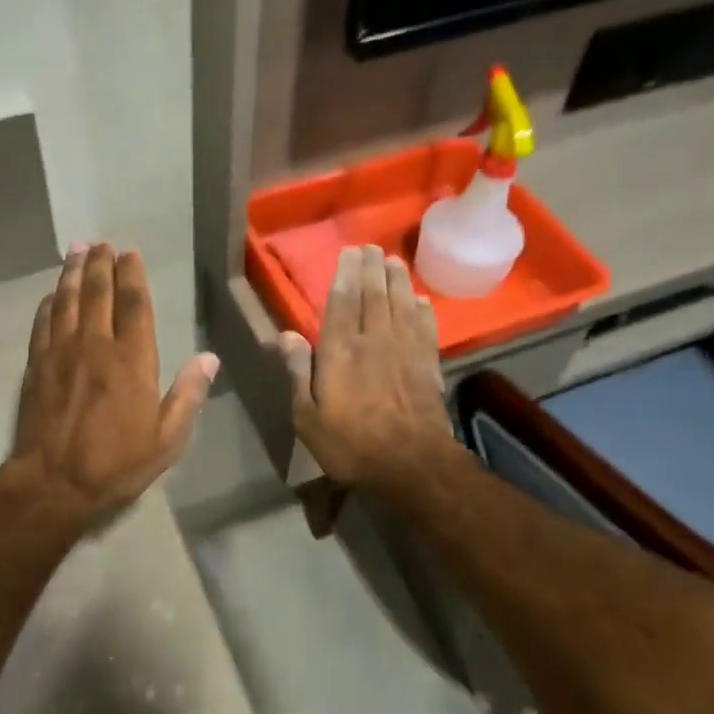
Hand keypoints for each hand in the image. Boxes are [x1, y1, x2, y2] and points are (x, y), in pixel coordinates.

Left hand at [6, 243, 218, 526]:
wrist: (53, 482)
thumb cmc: (116, 464)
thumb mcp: (166, 440)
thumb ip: (188, 396)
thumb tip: (209, 359)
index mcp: (132, 360)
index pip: (134, 305)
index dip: (132, 275)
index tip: (130, 254)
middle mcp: (96, 345)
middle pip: (97, 293)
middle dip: (100, 264)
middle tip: (101, 244)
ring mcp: (61, 353)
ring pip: (66, 301)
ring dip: (72, 273)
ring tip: (76, 251)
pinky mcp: (36, 365)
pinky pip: (42, 323)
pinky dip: (48, 303)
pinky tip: (52, 293)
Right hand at [280, 244, 451, 488]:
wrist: (412, 465)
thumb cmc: (350, 444)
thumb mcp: (307, 416)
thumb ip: (297, 372)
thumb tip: (285, 334)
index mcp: (340, 351)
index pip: (342, 302)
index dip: (345, 274)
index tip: (349, 252)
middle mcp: (374, 341)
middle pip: (374, 295)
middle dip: (371, 269)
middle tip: (371, 247)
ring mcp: (405, 351)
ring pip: (401, 305)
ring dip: (398, 281)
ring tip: (394, 262)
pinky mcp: (428, 365)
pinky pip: (425, 328)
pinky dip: (423, 310)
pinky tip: (421, 300)